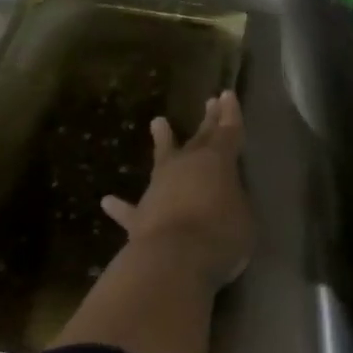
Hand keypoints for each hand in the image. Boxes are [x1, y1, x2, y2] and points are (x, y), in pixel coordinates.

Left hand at [102, 91, 253, 290]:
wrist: (173, 258)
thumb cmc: (220, 235)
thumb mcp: (244, 219)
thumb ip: (235, 202)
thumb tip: (226, 200)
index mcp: (218, 161)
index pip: (229, 131)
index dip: (230, 113)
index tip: (227, 94)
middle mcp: (187, 165)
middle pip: (200, 137)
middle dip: (208, 119)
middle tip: (210, 101)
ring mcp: (160, 186)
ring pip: (162, 157)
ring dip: (161, 140)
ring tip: (157, 121)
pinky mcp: (140, 214)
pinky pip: (129, 209)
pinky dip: (120, 207)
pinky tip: (107, 201)